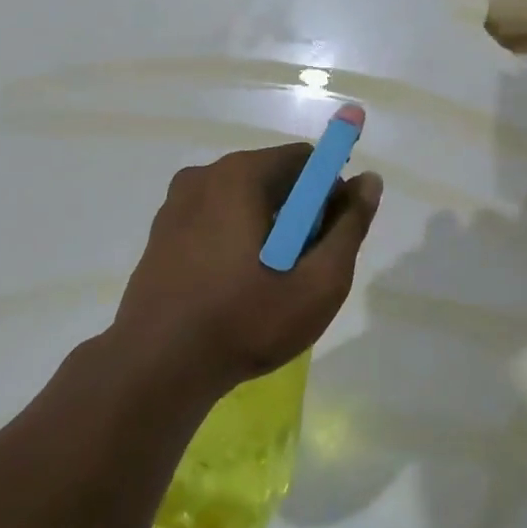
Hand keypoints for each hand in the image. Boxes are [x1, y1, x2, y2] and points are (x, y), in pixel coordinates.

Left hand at [110, 145, 382, 397]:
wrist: (157, 367)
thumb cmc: (246, 321)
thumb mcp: (318, 282)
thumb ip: (349, 226)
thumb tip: (369, 180)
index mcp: (240, 175)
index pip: (305, 160)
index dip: (329, 193)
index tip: (330, 237)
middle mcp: (204, 176)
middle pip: (272, 178)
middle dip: (298, 214)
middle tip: (303, 268)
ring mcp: (176, 204)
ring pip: (242, 201)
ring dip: (267, 229)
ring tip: (269, 284)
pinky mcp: (161, 233)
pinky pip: (214, 220)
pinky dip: (235, 240)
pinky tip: (235, 287)